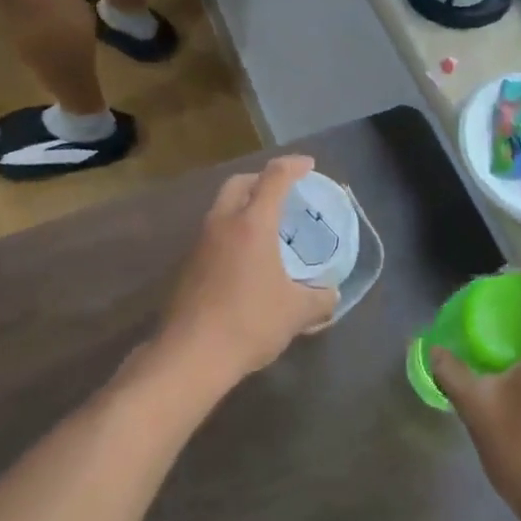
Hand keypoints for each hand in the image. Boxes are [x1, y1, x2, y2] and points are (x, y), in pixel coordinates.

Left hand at [157, 156, 340, 389]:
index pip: (274, 178)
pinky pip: (214, 233)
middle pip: (240, 183)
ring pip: (222, 207)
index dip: (294, 166)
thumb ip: (320, 299)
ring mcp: (200, 243)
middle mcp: (223, 223)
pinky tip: (246, 258)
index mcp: (252, 224)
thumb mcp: (297, 312)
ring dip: (244, 205)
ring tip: (266, 225)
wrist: (191, 355)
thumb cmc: (249, 322)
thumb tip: (331, 295)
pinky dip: (232, 231)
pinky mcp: (188, 265)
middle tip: (283, 191)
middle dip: (262, 179)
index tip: (308, 165)